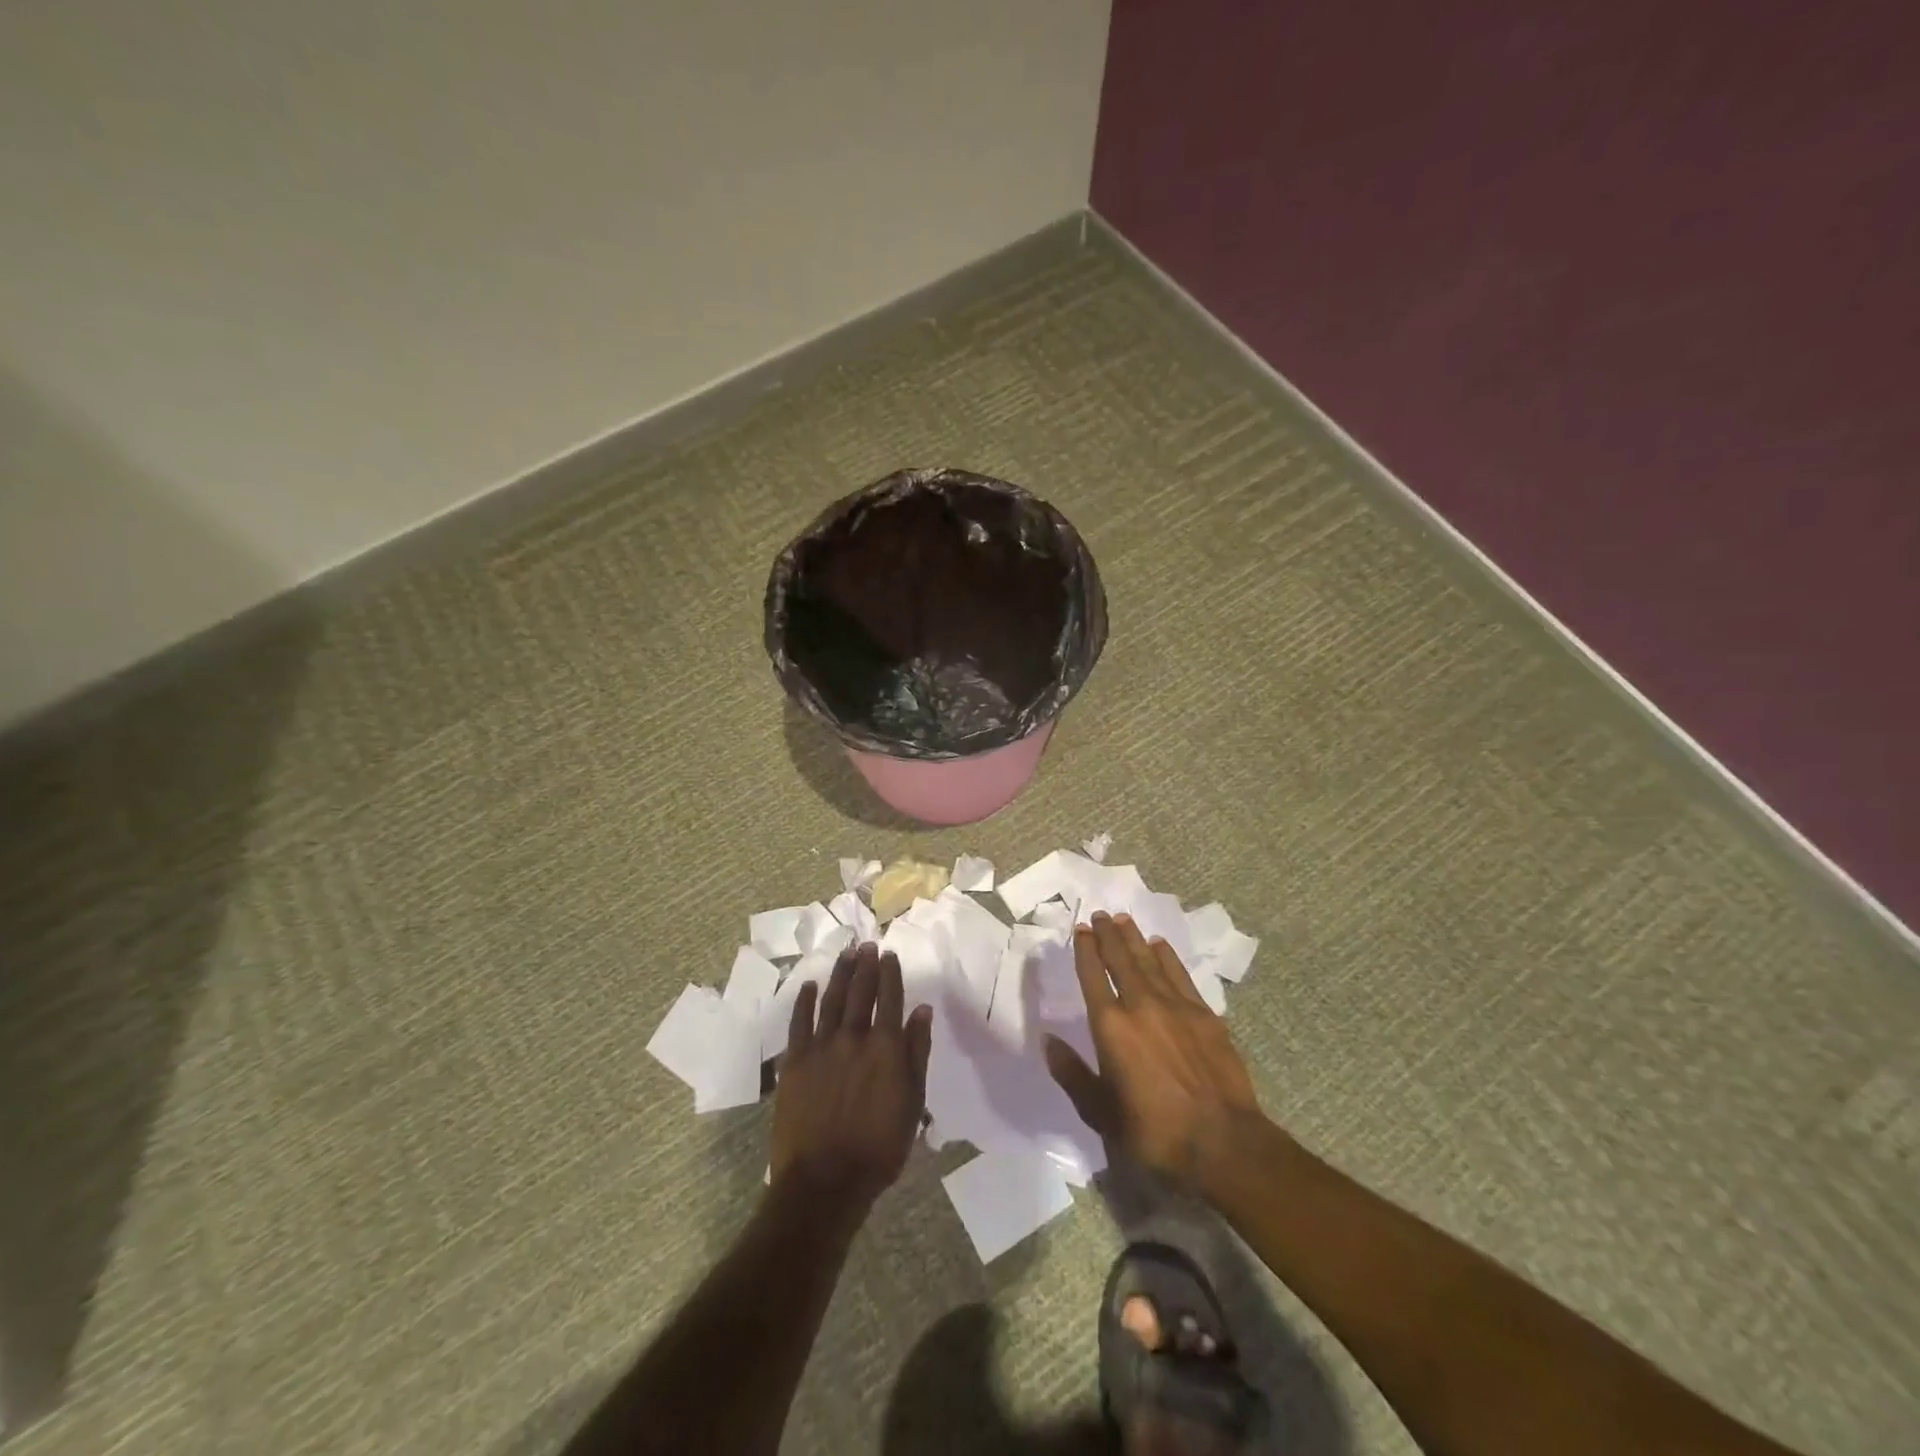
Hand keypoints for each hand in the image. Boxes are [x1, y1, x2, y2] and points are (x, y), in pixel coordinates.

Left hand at [770, 944, 932, 1213]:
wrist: (825, 1180)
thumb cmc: (879, 1147)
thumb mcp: (913, 1103)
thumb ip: (917, 1053)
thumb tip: (922, 1011)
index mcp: (886, 1047)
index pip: (890, 998)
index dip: (890, 973)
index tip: (889, 955)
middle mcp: (854, 1036)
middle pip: (860, 991)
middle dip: (865, 965)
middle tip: (866, 944)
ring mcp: (821, 1046)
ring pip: (831, 998)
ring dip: (839, 973)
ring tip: (845, 953)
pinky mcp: (795, 1060)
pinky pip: (800, 1022)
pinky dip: (805, 1001)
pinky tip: (810, 986)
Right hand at [1044, 912, 1261, 1185]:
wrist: (1224, 1143)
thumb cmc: (1155, 1132)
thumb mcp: (1101, 1113)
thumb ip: (1072, 1074)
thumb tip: (1048, 1041)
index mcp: (1111, 1027)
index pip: (1093, 976)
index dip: (1085, 950)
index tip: (1082, 930)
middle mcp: (1141, 1006)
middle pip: (1120, 959)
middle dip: (1108, 935)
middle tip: (1100, 914)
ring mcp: (1176, 1007)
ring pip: (1150, 961)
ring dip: (1135, 938)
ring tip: (1124, 919)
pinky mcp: (1205, 1015)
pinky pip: (1180, 975)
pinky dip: (1167, 957)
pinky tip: (1160, 946)